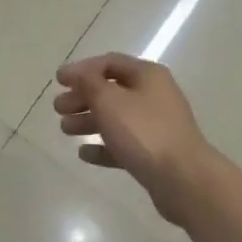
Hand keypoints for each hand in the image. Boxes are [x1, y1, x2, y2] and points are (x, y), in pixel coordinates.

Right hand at [53, 53, 217, 225]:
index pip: (109, 62)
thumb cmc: (143, 132)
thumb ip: (89, 83)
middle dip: (82, 97)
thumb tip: (78, 73)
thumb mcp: (109, 101)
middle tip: (58, 108)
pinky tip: (84, 154)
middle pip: (111, 90)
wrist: (183, 178)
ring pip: (116, 118)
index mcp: (147, 76)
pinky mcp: (155, 153)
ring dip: (89, 121)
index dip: (82, 69)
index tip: (58, 80)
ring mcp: (156, 125)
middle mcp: (154, 96)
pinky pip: (124, 144)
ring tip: (65, 130)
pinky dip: (103, 146)